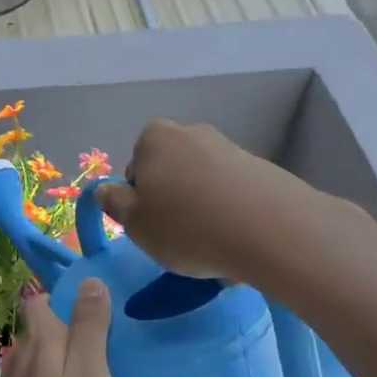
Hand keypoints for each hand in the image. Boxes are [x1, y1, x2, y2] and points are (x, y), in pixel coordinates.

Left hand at [0, 281, 113, 376]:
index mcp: (39, 341)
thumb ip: (90, 328)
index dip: (64, 302)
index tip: (93, 316)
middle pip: (39, 334)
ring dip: (56, 369)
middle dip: (65, 337)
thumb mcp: (89, 375)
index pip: (41, 302)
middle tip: (101, 357)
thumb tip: (89, 280)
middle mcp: (17, 358)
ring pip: (35, 366)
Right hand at [95, 120, 307, 280]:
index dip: (139, 198)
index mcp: (154, 138)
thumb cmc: (186, 225)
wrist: (270, 229)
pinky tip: (237, 239)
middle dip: (172, 199)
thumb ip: (114, 203)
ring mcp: (230, 148)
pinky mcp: (262, 169)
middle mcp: (192, 133)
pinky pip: (234, 193)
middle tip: (178, 236)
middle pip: (171, 171)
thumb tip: (106, 190)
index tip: (151, 225)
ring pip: (203, 183)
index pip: (135, 167)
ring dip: (203, 208)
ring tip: (212, 244)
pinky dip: (231, 212)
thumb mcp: (135, 223)